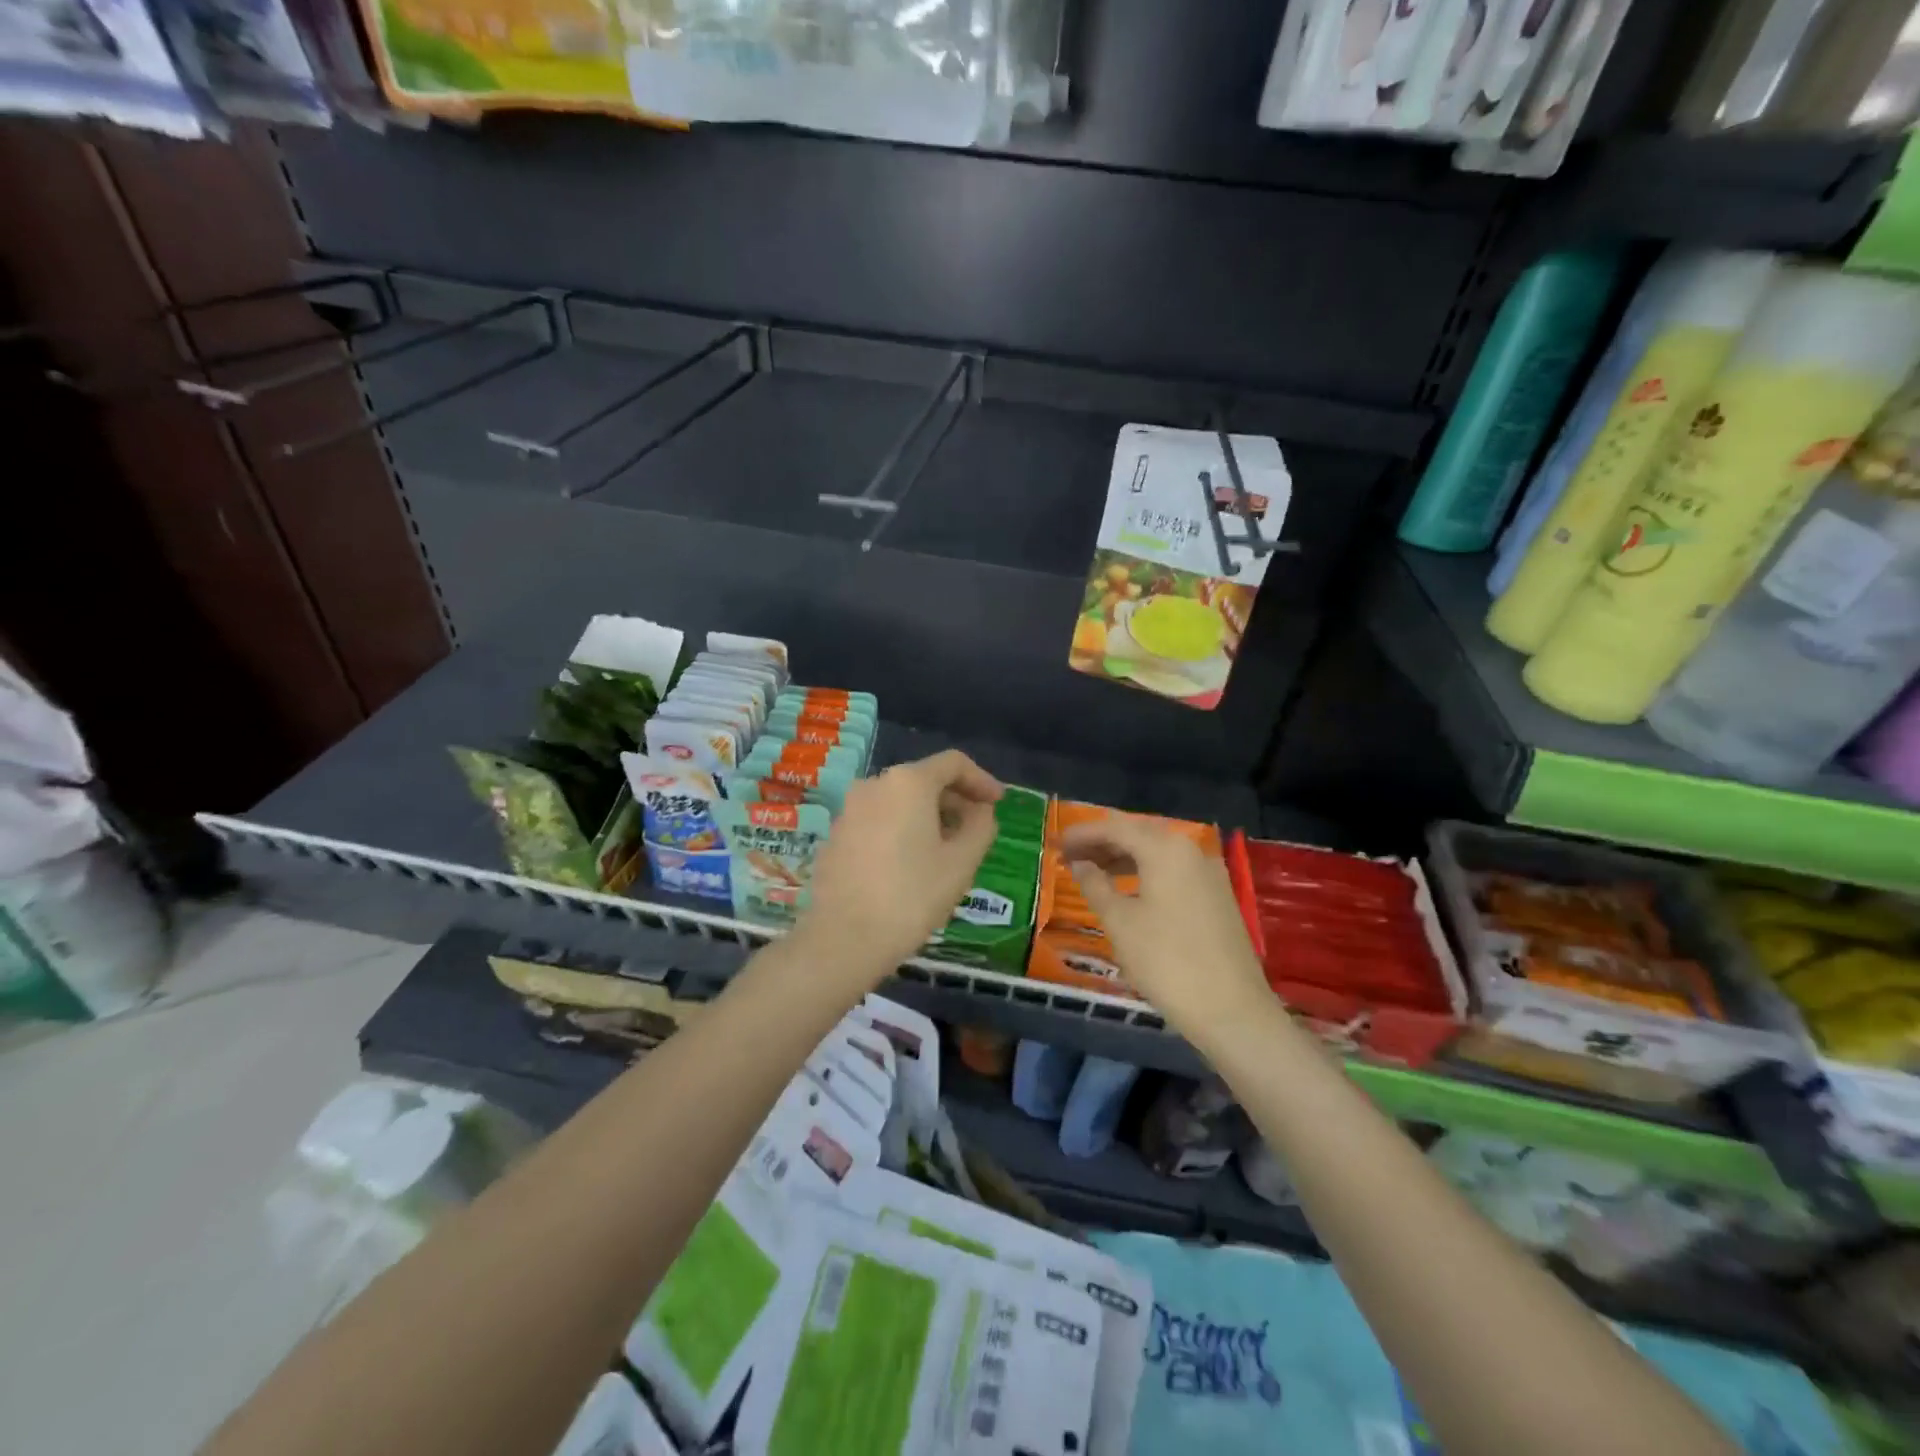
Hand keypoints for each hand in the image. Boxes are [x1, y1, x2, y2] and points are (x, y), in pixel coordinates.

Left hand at [796, 750, 1003, 984]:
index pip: (953, 763)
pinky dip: (902, 830)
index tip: (998, 803)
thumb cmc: (911, 896)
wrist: (843, 939)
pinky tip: (912, 864)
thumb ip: (980, 826)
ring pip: (899, 801)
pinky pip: (879, 820)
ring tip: (947, 850)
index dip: (981, 780)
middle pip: (924, 780)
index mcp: (908, 782)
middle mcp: (874, 784)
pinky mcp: (836, 836)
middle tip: (976, 831)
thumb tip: (980, 811)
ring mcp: (850, 810)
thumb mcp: (962, 862)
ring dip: (928, 817)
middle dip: (955, 800)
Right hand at [1060, 815, 1274, 1044]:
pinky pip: (1173, 870)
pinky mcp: (1217, 896)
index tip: (1056, 843)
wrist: (1232, 1010)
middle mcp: (1190, 850)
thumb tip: (1080, 864)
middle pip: (1139, 834)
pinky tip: (1127, 889)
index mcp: (1165, 849)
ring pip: (1157, 852)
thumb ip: (1095, 885)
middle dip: (1103, 842)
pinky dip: (1145, 872)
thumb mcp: (1120, 922)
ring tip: (1091, 871)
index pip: (1115, 828)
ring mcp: (1209, 873)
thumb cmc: (1166, 961)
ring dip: (1123, 857)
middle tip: (1070, 855)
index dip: (1083, 834)